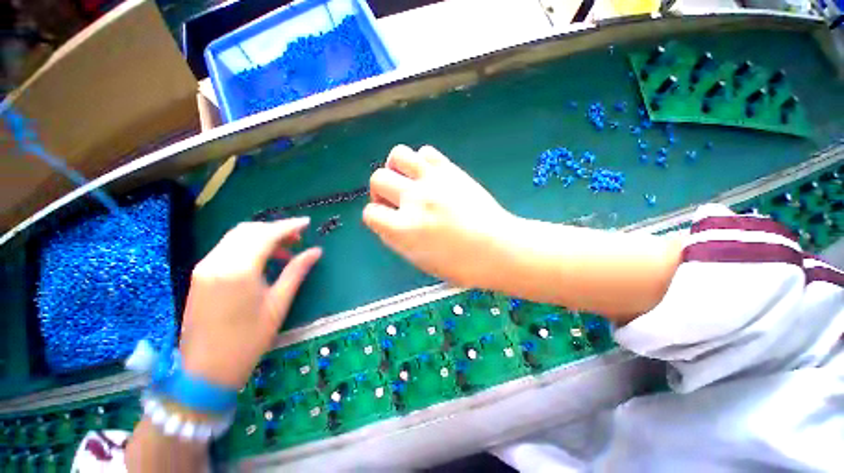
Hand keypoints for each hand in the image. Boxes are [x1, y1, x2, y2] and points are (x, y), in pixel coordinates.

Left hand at [178, 218, 321, 388]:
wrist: (205, 371)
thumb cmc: (248, 339)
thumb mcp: (278, 304)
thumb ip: (296, 271)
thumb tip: (316, 251)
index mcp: (238, 270)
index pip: (266, 235)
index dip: (289, 226)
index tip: (307, 223)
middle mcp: (217, 262)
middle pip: (249, 230)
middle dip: (275, 229)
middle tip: (298, 238)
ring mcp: (204, 267)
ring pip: (236, 237)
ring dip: (262, 236)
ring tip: (284, 249)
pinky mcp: (200, 275)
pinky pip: (227, 248)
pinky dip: (248, 246)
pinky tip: (263, 260)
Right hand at [363, 145, 511, 286]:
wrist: (498, 248)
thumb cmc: (460, 265)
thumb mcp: (420, 260)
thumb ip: (397, 238)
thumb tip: (388, 221)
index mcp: (403, 230)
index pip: (371, 213)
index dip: (376, 217)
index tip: (388, 220)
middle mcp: (414, 200)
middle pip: (378, 179)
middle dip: (381, 191)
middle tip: (396, 200)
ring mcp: (433, 181)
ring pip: (398, 155)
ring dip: (396, 168)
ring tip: (408, 180)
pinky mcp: (451, 170)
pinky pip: (426, 152)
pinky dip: (422, 161)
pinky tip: (429, 176)